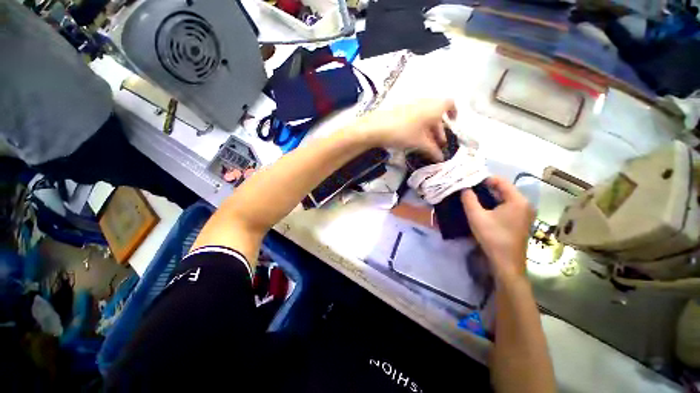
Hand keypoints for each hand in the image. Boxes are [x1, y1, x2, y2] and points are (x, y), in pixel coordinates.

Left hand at [352, 99, 456, 161]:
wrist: (378, 127)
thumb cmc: (404, 132)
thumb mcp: (420, 143)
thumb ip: (433, 150)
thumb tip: (441, 158)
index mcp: (434, 107)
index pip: (449, 104)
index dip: (453, 113)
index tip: (453, 123)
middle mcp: (424, 103)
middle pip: (437, 113)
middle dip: (440, 129)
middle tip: (439, 143)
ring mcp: (411, 105)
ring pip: (425, 116)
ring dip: (429, 129)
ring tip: (427, 144)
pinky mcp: (401, 110)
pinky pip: (415, 117)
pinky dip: (419, 126)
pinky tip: (415, 138)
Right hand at [461, 176, 534, 279]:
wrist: (506, 263)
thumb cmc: (493, 237)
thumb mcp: (476, 216)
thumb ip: (469, 199)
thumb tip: (464, 188)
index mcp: (517, 200)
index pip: (501, 181)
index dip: (484, 179)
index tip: (469, 181)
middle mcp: (524, 204)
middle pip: (504, 189)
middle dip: (485, 188)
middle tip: (468, 188)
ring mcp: (524, 214)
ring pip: (505, 198)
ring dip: (489, 196)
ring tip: (473, 197)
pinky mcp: (521, 221)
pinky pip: (507, 206)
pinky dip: (495, 204)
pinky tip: (483, 208)